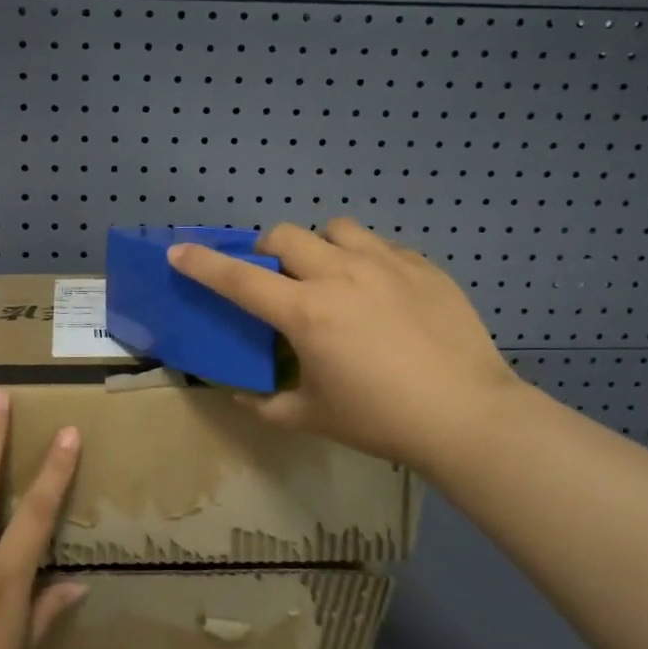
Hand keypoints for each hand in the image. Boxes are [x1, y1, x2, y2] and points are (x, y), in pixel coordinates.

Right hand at [169, 218, 522, 471]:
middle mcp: (339, 274)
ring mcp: (385, 263)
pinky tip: (380, 292)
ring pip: (335, 228)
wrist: (468, 415)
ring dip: (319, 246)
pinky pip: (381, 246)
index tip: (179, 251)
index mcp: (305, 313)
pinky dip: (366, 259)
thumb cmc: (381, 420)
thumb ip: (264, 403)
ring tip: (332, 275)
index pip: (239, 278)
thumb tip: (239, 393)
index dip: (203, 264)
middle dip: (267, 250)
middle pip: (283, 235)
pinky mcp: (422, 265)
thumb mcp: (310, 417)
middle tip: (278, 280)